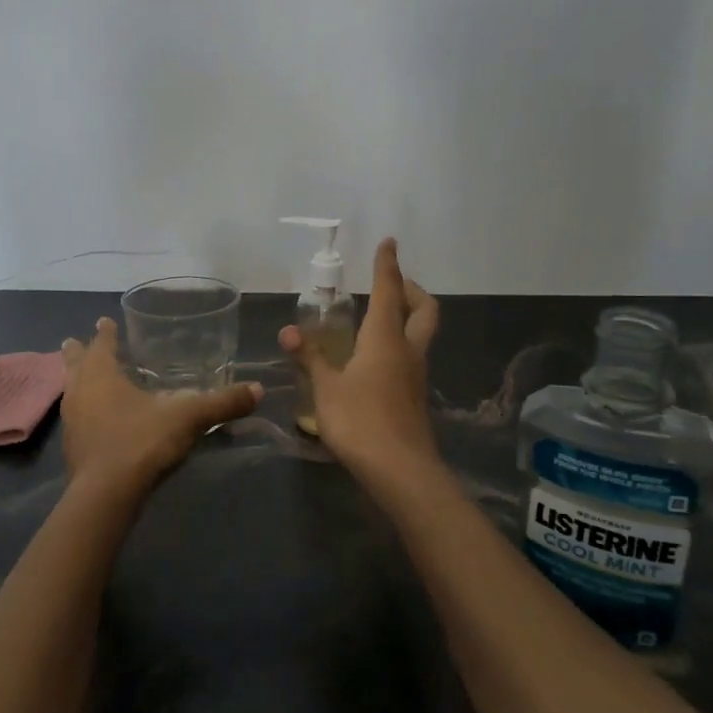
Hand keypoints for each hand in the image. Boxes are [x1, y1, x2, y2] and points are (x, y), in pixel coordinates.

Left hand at [60, 317, 262, 493]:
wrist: (106, 495)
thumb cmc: (141, 441)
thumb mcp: (188, 418)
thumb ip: (222, 404)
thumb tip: (258, 390)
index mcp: (101, 374)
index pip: (102, 344)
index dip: (105, 332)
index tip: (105, 320)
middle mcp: (80, 391)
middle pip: (75, 363)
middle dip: (78, 352)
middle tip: (75, 341)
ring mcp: (71, 420)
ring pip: (71, 390)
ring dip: (77, 380)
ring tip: (83, 377)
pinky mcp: (72, 447)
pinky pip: (75, 416)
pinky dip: (83, 409)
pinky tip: (95, 418)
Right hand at [279, 238, 440, 483]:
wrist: (400, 470)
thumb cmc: (360, 420)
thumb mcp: (326, 388)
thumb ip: (310, 357)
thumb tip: (288, 330)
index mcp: (385, 338)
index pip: (389, 290)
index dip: (388, 265)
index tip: (389, 243)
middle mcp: (407, 350)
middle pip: (424, 309)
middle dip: (411, 289)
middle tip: (392, 284)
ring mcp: (416, 374)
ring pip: (421, 333)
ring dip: (408, 316)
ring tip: (380, 318)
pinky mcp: (415, 396)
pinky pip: (413, 356)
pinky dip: (400, 343)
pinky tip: (377, 359)